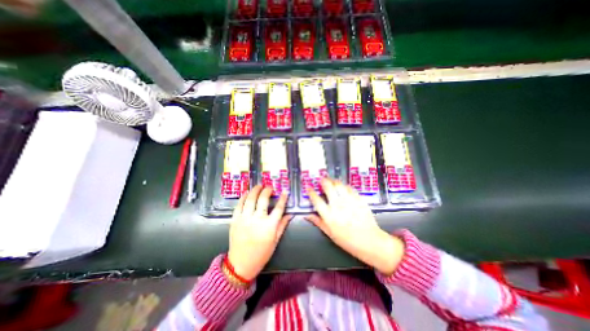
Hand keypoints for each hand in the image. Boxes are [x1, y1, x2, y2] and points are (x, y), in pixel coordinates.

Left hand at [226, 185, 291, 280]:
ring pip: (250, 199)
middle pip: (263, 199)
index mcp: (269, 226)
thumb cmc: (261, 253)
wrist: (240, 264)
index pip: (279, 208)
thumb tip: (290, 214)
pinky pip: (239, 205)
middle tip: (269, 187)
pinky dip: (243, 197)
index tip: (285, 192)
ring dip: (255, 190)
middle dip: (267, 190)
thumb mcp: (275, 240)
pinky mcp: (235, 220)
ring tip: (259, 186)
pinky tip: (247, 193)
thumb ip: (282, 225)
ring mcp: (245, 219)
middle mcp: (257, 219)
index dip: (283, 198)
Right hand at [304, 178, 405, 273]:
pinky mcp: (358, 199)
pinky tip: (343, 187)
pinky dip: (344, 185)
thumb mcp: (330, 233)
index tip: (309, 187)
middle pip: (328, 187)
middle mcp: (337, 205)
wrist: (369, 241)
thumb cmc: (348, 240)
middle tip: (321, 179)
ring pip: (338, 184)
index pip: (316, 199)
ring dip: (333, 180)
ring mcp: (348, 201)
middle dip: (323, 180)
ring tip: (331, 180)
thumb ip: (318, 222)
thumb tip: (307, 216)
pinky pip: (349, 188)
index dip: (311, 192)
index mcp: (328, 215)